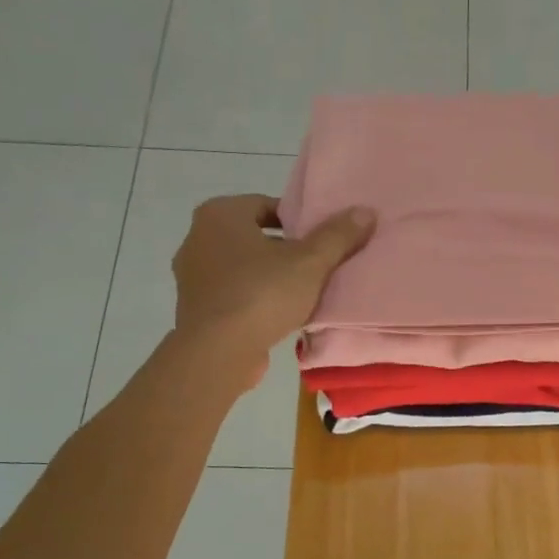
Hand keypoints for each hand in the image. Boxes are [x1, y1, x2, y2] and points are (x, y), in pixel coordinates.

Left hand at [172, 195, 374, 387]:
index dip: (298, 221)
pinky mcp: (197, 309)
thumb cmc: (262, 294)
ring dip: (272, 277)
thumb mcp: (310, 262)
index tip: (321, 241)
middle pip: (255, 237)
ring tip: (304, 293)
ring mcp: (193, 276)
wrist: (217, 352)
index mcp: (220, 214)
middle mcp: (198, 238)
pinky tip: (282, 316)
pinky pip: (235, 295)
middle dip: (286, 250)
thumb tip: (365, 211)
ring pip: (245, 268)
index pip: (267, 205)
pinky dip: (256, 300)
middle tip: (318, 266)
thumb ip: (338, 236)